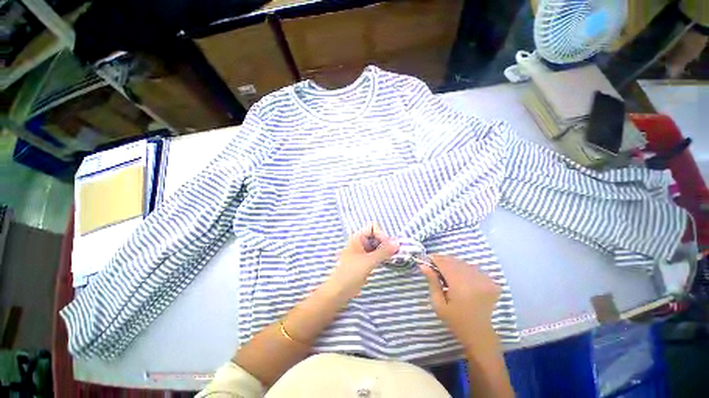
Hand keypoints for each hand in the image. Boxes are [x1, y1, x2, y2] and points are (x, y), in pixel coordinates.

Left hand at [326, 224, 399, 299]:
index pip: (373, 227)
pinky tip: (387, 262)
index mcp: (358, 237)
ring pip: (377, 245)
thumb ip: (383, 252)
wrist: (339, 291)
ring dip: (385, 250)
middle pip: (376, 236)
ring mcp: (362, 251)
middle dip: (385, 242)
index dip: (381, 234)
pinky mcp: (365, 261)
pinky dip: (382, 256)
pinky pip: (376, 254)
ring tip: (391, 257)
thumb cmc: (351, 273)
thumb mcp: (369, 261)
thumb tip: (397, 243)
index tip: (387, 246)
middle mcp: (360, 242)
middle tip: (393, 253)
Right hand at [420, 254, 500, 348]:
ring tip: (447, 272)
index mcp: (460, 286)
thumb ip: (432, 282)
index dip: (435, 259)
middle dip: (443, 260)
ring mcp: (486, 280)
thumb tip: (423, 265)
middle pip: (455, 261)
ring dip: (454, 264)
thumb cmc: (455, 320)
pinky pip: (474, 269)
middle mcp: (474, 280)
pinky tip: (461, 278)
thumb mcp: (438, 303)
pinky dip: (465, 269)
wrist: (479, 334)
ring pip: (464, 263)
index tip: (427, 259)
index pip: (445, 264)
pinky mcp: (492, 283)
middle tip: (435, 265)